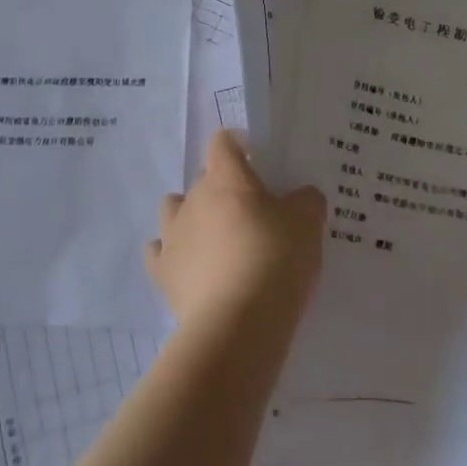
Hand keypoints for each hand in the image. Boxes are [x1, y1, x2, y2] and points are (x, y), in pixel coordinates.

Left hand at [147, 129, 325, 329]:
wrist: (238, 323)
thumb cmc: (275, 259)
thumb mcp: (308, 223)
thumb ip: (306, 200)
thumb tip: (301, 196)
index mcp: (226, 179)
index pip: (222, 142)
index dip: (237, 145)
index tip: (256, 160)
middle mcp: (194, 198)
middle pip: (203, 178)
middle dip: (223, 188)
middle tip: (251, 211)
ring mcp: (173, 235)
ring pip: (173, 209)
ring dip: (191, 215)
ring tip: (216, 237)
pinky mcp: (163, 272)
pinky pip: (158, 252)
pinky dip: (171, 253)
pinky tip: (189, 265)